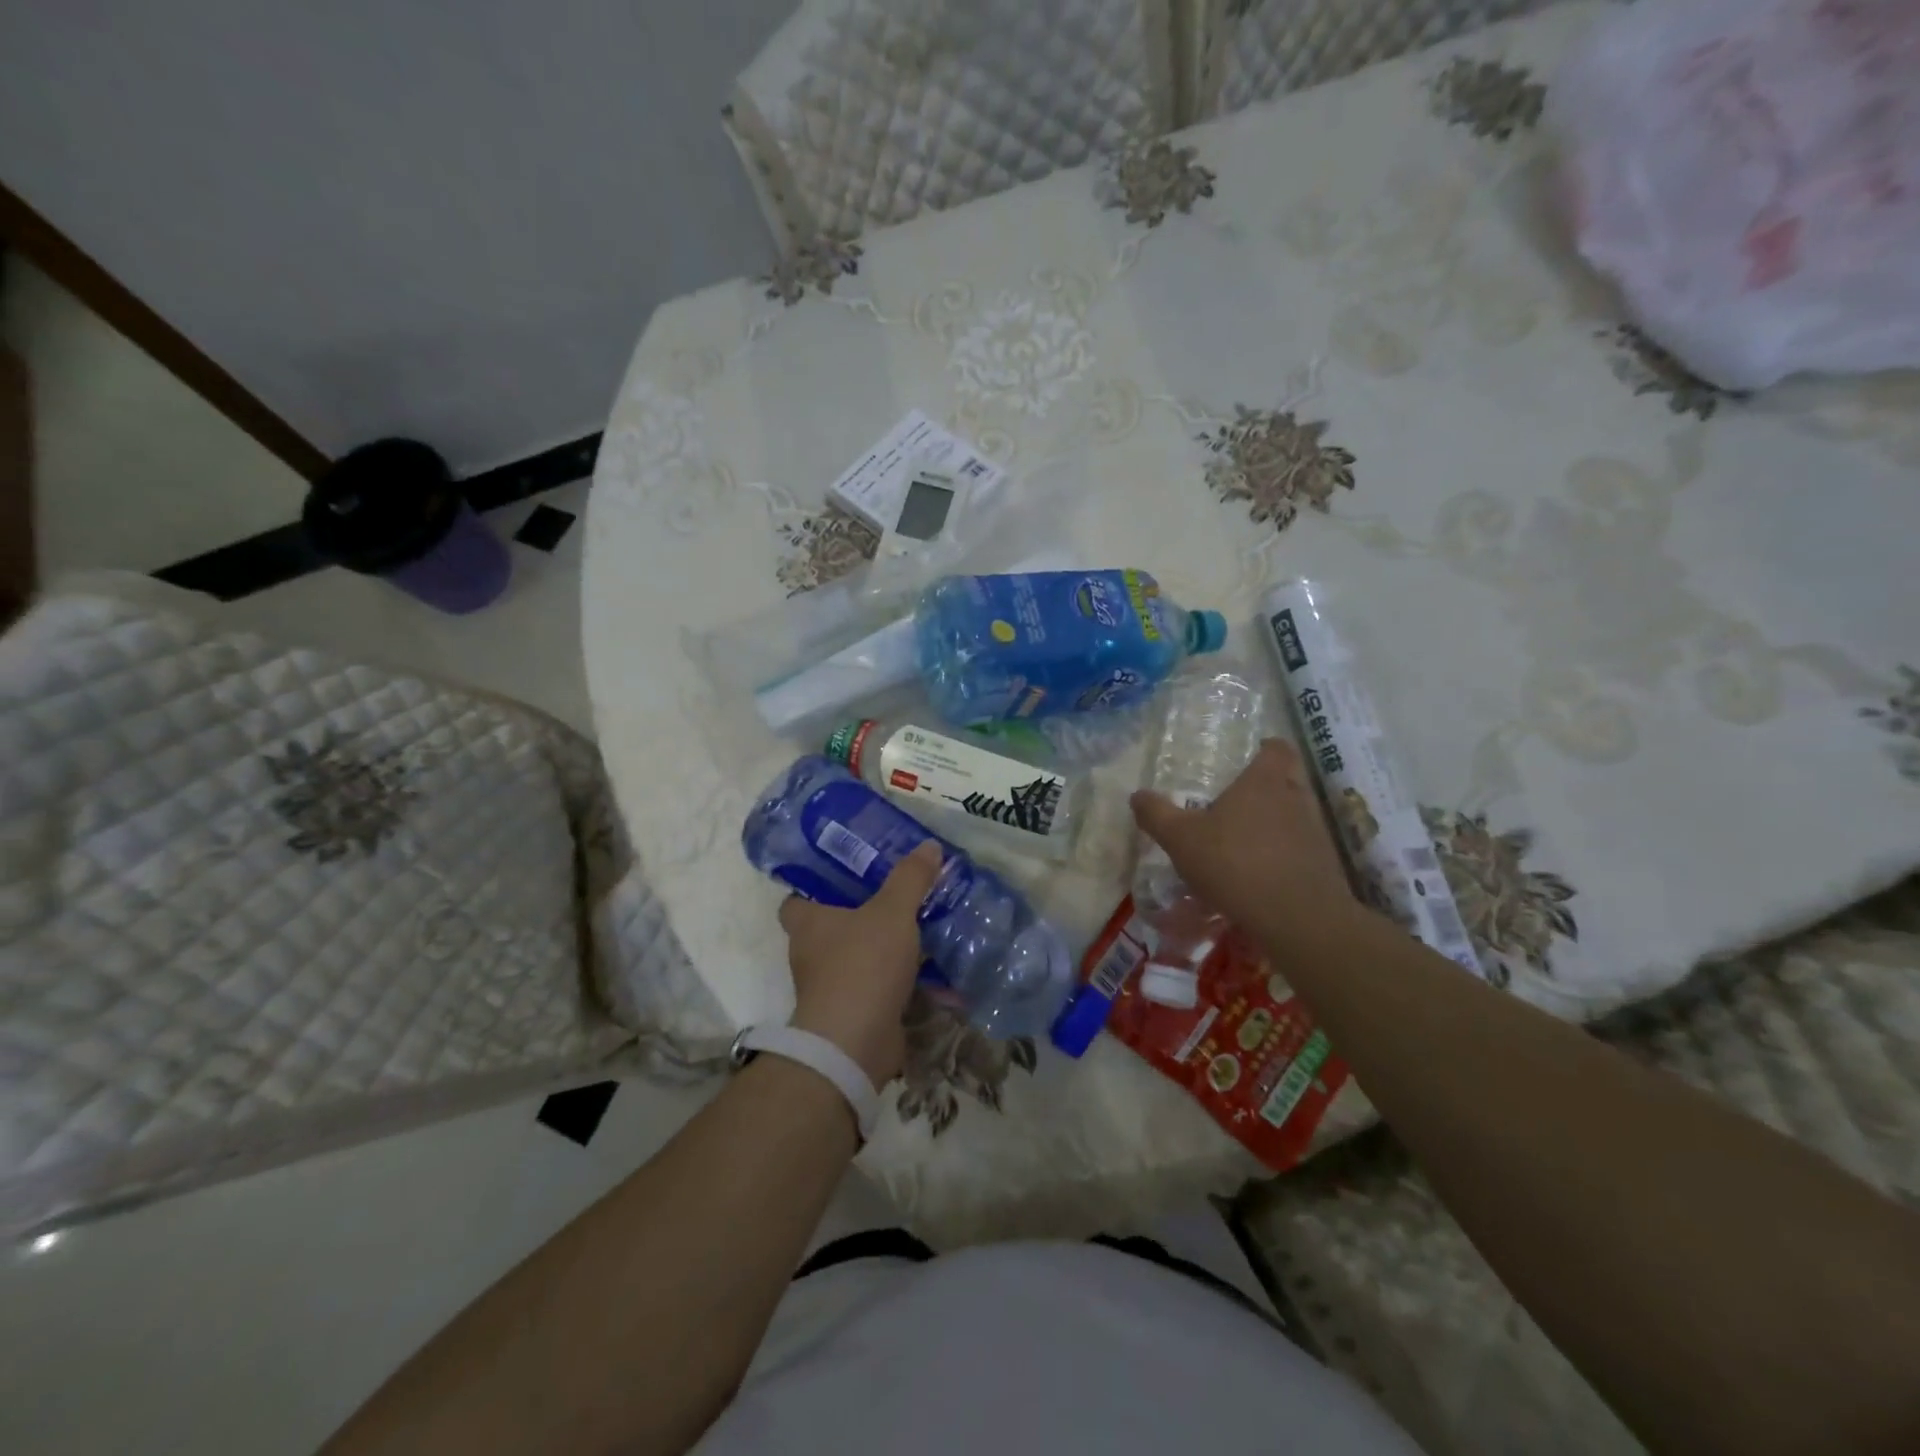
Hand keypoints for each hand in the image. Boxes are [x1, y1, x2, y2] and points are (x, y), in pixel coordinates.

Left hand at [778, 841, 942, 1088]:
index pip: (796, 899)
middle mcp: (811, 954)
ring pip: (859, 957)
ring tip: (922, 927)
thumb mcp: (892, 912)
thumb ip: (910, 878)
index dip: (815, 886)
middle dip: (862, 914)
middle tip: (897, 895)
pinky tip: (935, 971)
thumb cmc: (862, 965)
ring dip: (885, 949)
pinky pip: (879, 987)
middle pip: (832, 927)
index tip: (847, 875)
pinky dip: (902, 981)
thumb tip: (929, 845)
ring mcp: (831, 987)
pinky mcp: (854, 1012)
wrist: (855, 1044)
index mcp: (808, 923)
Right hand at [1131, 739, 1353, 944]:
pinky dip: (1285, 852)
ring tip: (1247, 838)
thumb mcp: (1181, 839)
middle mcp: (1295, 797)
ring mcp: (1315, 831)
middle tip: (1241, 797)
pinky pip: (1302, 847)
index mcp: (1264, 781)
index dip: (1266, 748)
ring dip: (1277, 820)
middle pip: (1290, 778)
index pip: (1277, 748)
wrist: (1296, 917)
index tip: (1250, 755)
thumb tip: (1137, 795)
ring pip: (1296, 813)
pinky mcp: (1324, 864)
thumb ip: (1157, 815)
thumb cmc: (1234, 862)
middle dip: (1269, 784)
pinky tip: (1262, 872)